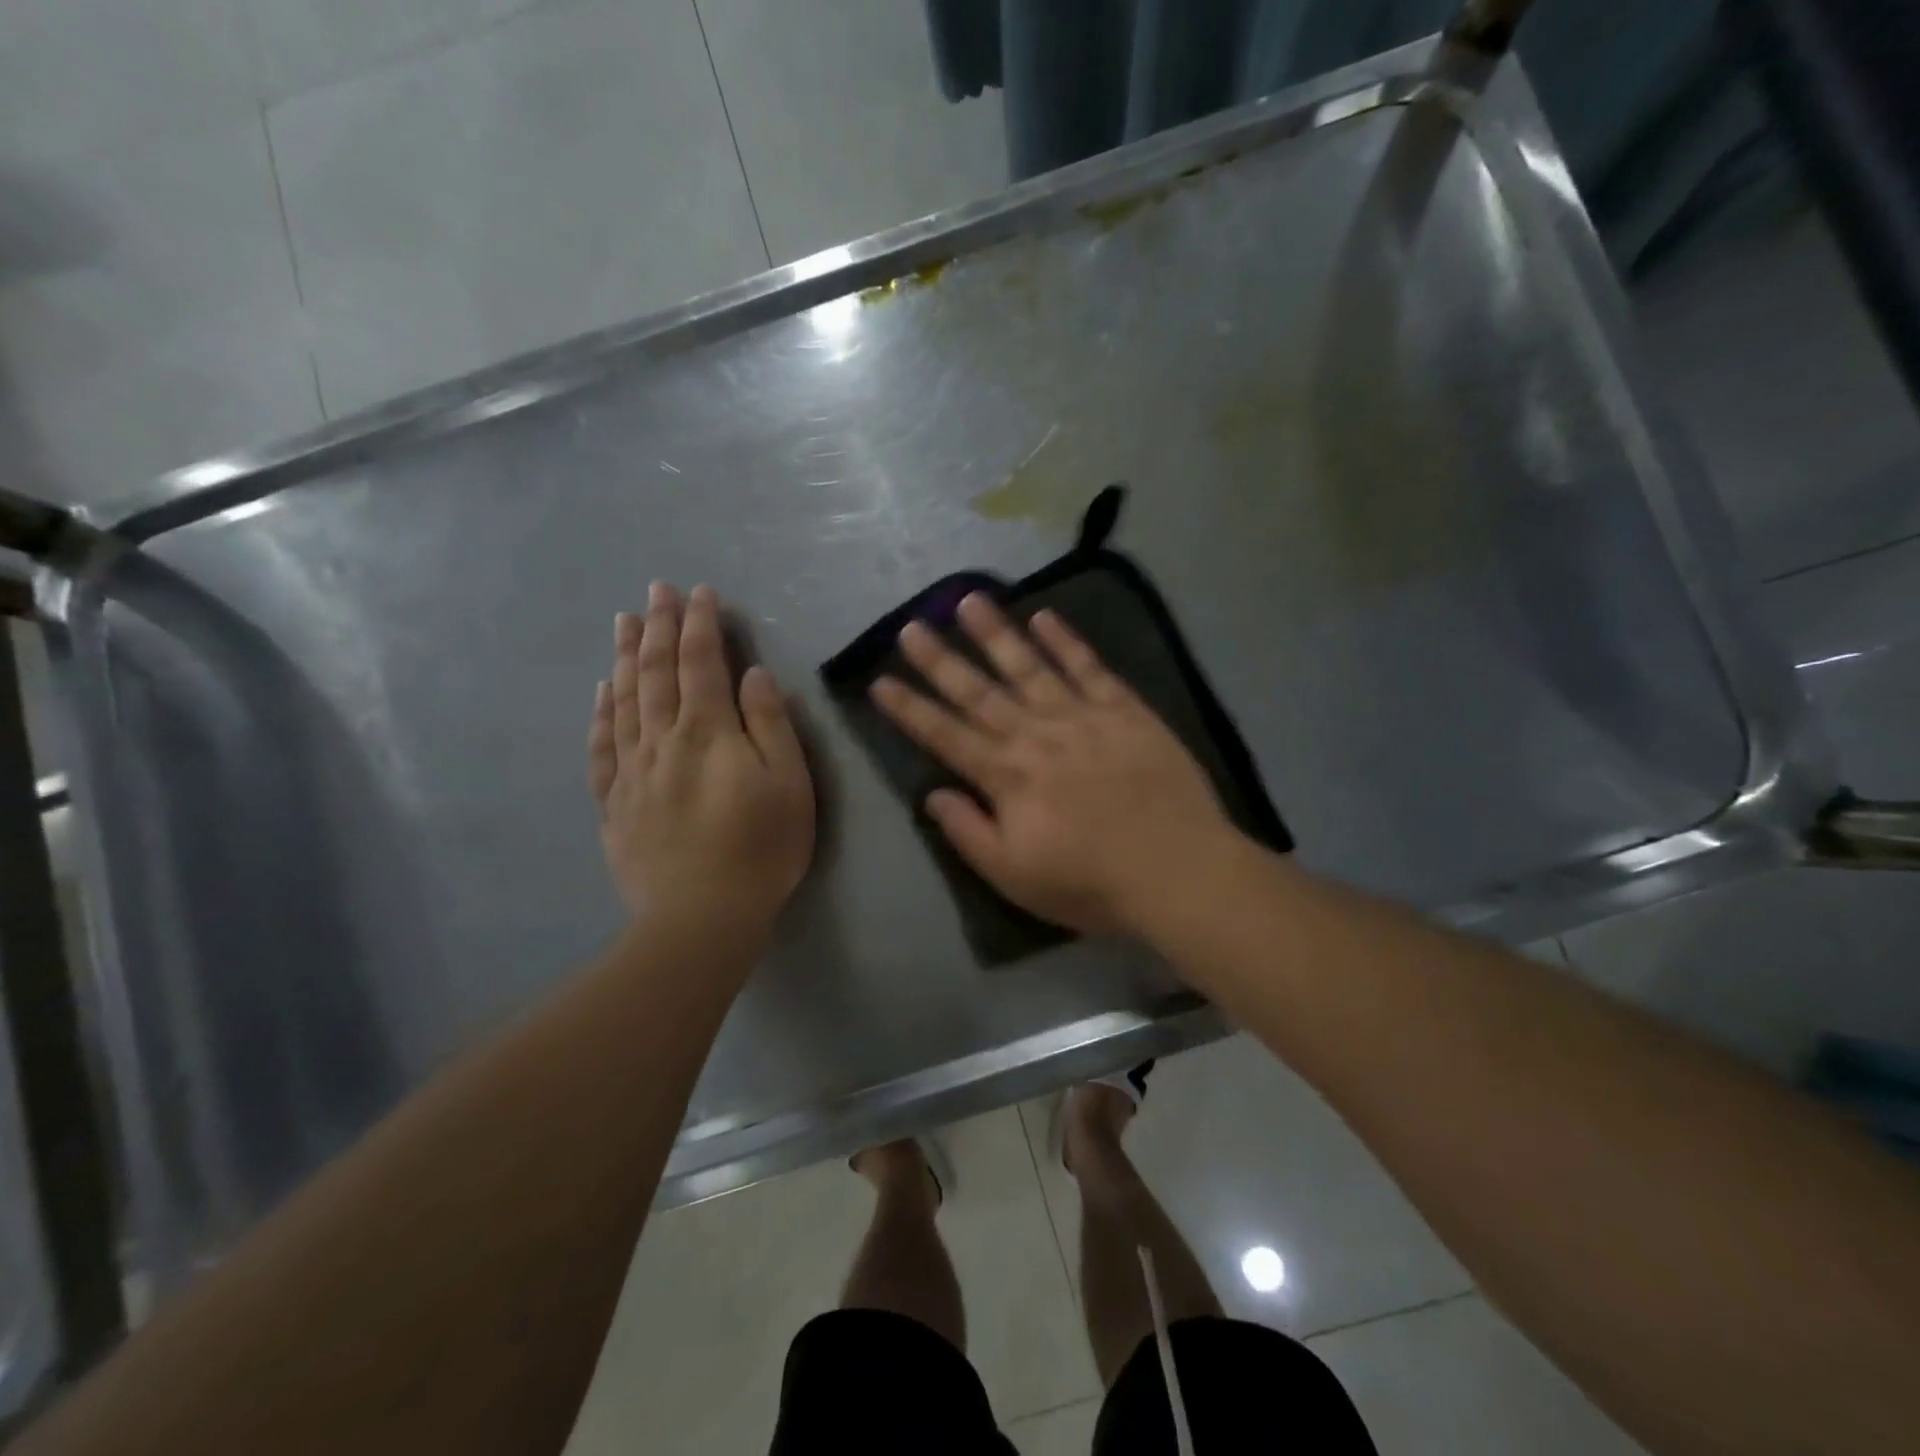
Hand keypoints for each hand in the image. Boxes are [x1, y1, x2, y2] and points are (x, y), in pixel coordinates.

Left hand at [589, 583, 814, 934]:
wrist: (701, 917)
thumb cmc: (761, 848)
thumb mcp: (789, 784)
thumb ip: (770, 724)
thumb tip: (753, 675)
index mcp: (708, 732)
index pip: (701, 663)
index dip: (700, 624)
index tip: (699, 593)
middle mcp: (663, 740)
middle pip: (656, 672)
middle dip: (658, 626)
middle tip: (655, 590)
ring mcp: (633, 771)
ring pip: (624, 701)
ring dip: (625, 657)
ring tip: (624, 622)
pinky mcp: (616, 802)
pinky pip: (603, 747)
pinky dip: (601, 713)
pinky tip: (601, 692)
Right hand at [870, 593, 1235, 936]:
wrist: (1178, 872)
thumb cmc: (1090, 883)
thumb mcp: (1014, 876)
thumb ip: (969, 832)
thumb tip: (932, 794)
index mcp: (1007, 776)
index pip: (945, 735)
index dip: (909, 709)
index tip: (880, 680)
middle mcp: (1036, 735)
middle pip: (979, 691)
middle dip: (940, 659)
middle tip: (910, 626)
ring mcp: (1082, 716)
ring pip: (1029, 666)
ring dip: (995, 633)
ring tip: (968, 599)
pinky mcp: (1125, 710)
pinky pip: (1089, 667)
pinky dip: (1065, 640)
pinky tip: (1044, 615)